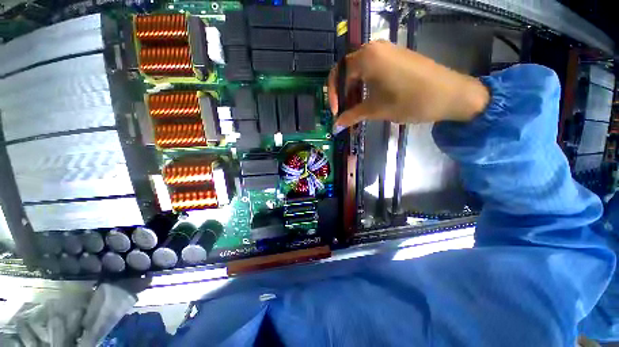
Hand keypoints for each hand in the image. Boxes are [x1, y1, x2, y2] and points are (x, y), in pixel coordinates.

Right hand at [327, 40, 489, 129]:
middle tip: (344, 111)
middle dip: (343, 93)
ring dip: (353, 90)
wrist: (450, 94)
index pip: (338, 74)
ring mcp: (386, 51)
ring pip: (359, 70)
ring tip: (355, 108)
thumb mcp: (376, 110)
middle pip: (347, 71)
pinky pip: (372, 69)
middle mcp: (374, 48)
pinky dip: (365, 85)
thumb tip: (336, 126)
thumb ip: (352, 116)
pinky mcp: (395, 57)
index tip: (336, 112)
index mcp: (367, 58)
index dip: (333, 95)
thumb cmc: (410, 101)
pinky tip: (367, 98)